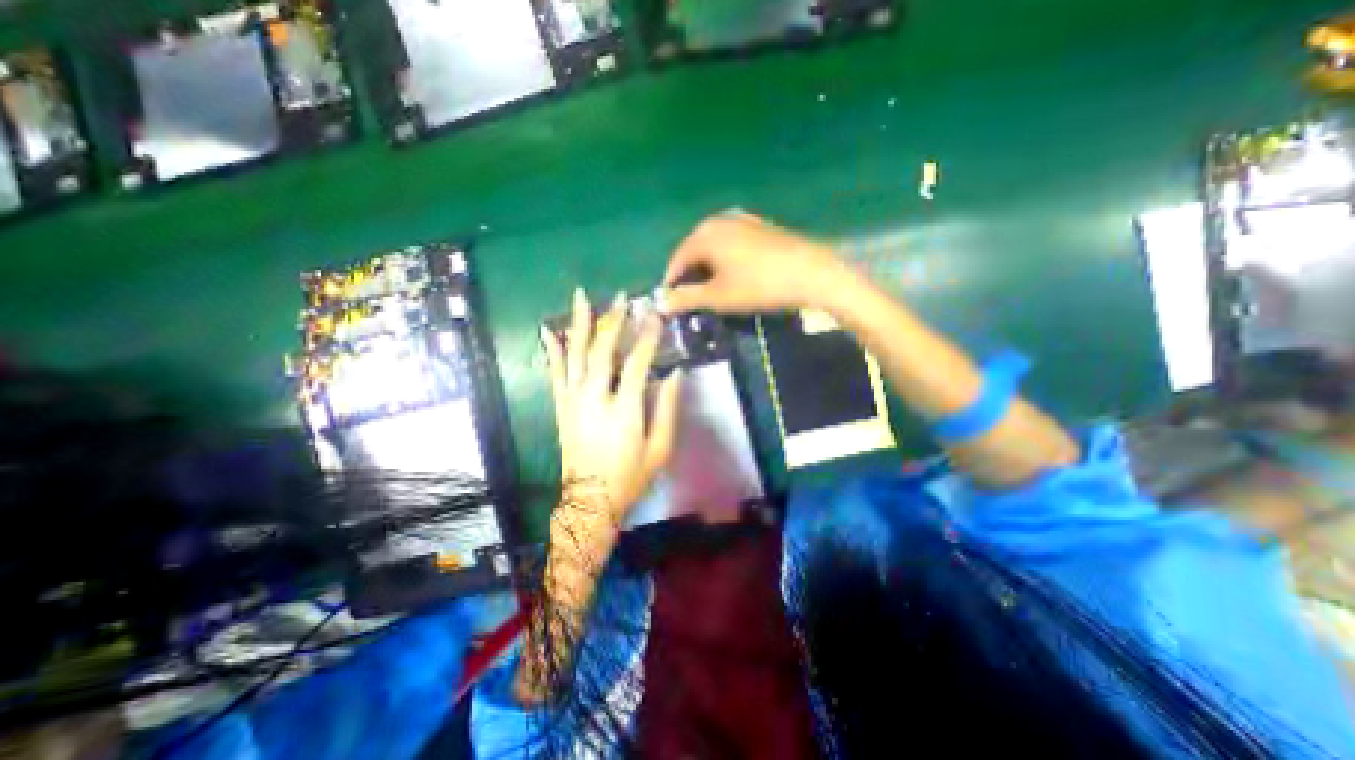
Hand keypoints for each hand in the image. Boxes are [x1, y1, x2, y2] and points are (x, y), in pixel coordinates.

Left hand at [544, 289, 687, 531]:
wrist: (590, 500)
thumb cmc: (630, 476)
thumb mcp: (660, 448)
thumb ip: (668, 408)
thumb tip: (676, 373)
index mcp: (624, 409)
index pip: (638, 362)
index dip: (648, 336)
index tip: (654, 315)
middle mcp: (595, 398)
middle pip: (603, 350)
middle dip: (613, 320)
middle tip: (622, 297)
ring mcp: (573, 400)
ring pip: (575, 354)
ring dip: (580, 324)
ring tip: (581, 297)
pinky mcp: (561, 406)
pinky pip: (555, 372)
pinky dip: (552, 350)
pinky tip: (549, 330)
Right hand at [661, 211, 855, 315]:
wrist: (811, 272)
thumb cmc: (758, 286)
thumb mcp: (717, 297)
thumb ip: (685, 298)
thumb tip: (659, 303)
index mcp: (703, 234)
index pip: (676, 261)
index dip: (671, 284)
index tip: (673, 306)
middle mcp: (718, 219)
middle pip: (693, 251)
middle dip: (690, 276)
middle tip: (693, 301)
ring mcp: (741, 219)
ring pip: (713, 247)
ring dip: (708, 269)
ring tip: (714, 291)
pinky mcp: (759, 225)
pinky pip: (731, 244)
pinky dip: (726, 260)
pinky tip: (735, 276)